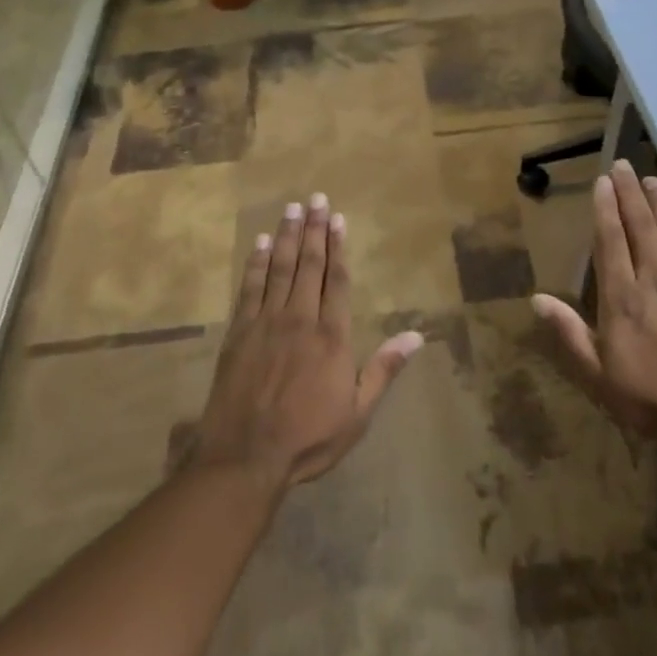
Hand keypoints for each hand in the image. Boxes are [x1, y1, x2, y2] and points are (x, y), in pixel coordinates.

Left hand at [192, 194, 423, 488]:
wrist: (246, 456)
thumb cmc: (309, 438)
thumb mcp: (358, 412)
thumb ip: (384, 369)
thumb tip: (417, 336)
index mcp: (331, 336)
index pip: (336, 280)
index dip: (338, 247)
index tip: (339, 219)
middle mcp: (300, 319)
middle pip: (309, 265)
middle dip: (315, 230)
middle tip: (316, 198)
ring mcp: (266, 322)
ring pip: (280, 269)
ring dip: (288, 236)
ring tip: (293, 208)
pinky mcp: (239, 332)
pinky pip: (250, 288)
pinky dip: (257, 263)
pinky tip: (262, 243)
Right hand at [533, 161, 656, 434]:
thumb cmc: (647, 398)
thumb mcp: (596, 373)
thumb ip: (569, 332)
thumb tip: (536, 299)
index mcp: (621, 298)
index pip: (611, 242)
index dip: (605, 209)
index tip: (603, 182)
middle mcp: (654, 281)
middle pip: (641, 228)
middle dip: (630, 194)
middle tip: (624, 165)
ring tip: (651, 178)